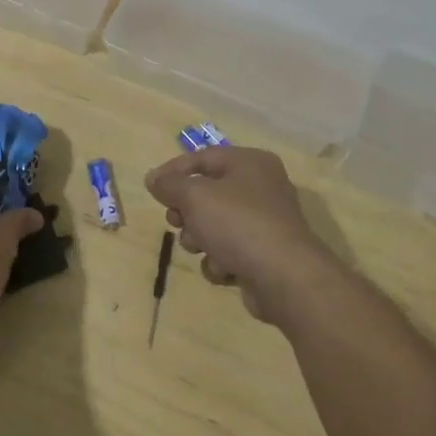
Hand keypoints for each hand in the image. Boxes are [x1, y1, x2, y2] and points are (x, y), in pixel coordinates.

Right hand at [145, 147, 343, 327]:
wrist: (284, 277)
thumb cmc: (237, 224)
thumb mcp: (195, 196)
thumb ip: (170, 184)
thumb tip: (153, 178)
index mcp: (250, 163)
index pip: (202, 158)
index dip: (173, 171)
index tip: (151, 188)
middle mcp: (261, 187)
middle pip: (208, 193)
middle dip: (187, 212)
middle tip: (177, 222)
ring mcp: (265, 222)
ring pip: (215, 225)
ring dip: (201, 239)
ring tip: (202, 248)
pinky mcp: (265, 254)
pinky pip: (230, 251)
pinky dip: (221, 260)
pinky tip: (225, 269)